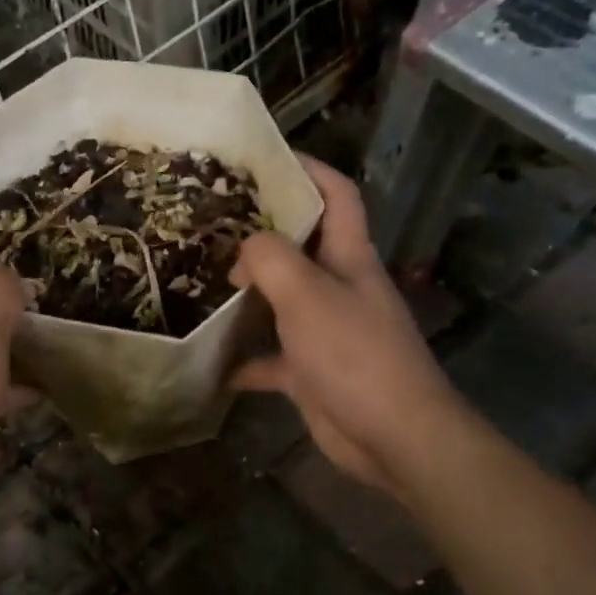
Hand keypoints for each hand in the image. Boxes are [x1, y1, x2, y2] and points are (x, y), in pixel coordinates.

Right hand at [230, 157, 465, 500]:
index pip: (337, 196)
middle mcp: (339, 288)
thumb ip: (270, 259)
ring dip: (247, 296)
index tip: (266, 157)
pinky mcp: (312, 372)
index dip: (309, 169)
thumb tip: (244, 250)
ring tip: (200, 282)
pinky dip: (244, 360)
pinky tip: (212, 363)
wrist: (394, 437)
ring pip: (281, 301)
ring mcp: (326, 331)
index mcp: (349, 258)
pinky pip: (271, 358)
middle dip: (262, 232)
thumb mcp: (307, 294)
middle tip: (211, 224)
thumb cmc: (354, 354)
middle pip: (301, 246)